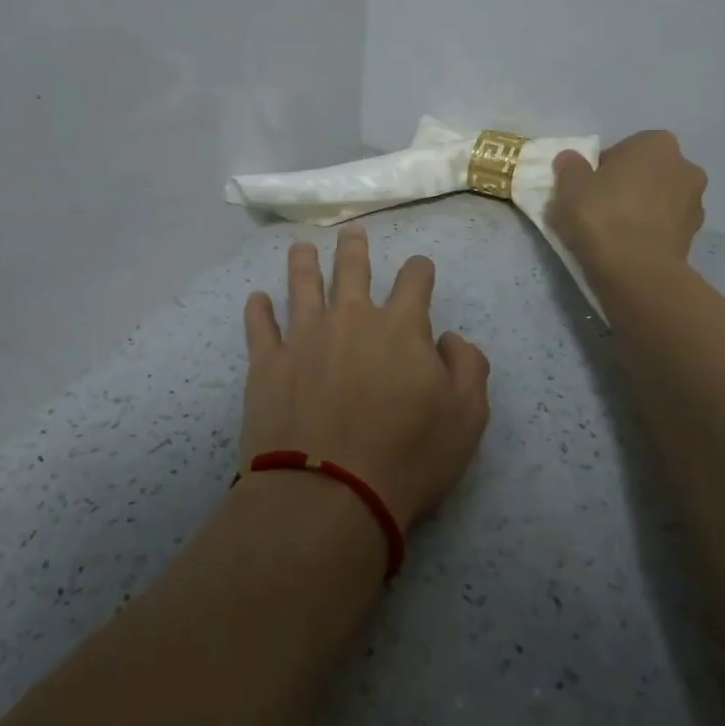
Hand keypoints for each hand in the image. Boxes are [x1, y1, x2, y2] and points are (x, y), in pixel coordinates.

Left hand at [240, 229, 490, 532]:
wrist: (330, 492)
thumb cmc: (408, 456)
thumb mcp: (467, 417)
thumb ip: (467, 366)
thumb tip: (448, 338)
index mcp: (400, 326)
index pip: (414, 281)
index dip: (419, 270)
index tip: (420, 269)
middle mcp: (350, 318)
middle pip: (352, 269)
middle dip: (354, 248)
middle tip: (351, 232)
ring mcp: (304, 336)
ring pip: (302, 284)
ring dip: (303, 263)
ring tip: (301, 247)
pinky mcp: (267, 363)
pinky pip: (259, 326)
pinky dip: (258, 310)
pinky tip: (256, 299)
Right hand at [549, 130, 707, 267]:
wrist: (635, 270)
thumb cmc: (601, 215)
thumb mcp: (569, 184)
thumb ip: (571, 165)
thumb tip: (572, 160)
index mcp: (657, 144)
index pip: (624, 149)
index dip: (603, 169)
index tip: (588, 189)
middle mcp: (685, 167)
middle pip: (646, 173)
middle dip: (627, 186)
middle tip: (600, 208)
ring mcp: (695, 203)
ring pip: (658, 200)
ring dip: (641, 210)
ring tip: (614, 232)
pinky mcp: (694, 236)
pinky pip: (665, 226)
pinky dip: (650, 232)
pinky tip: (629, 247)